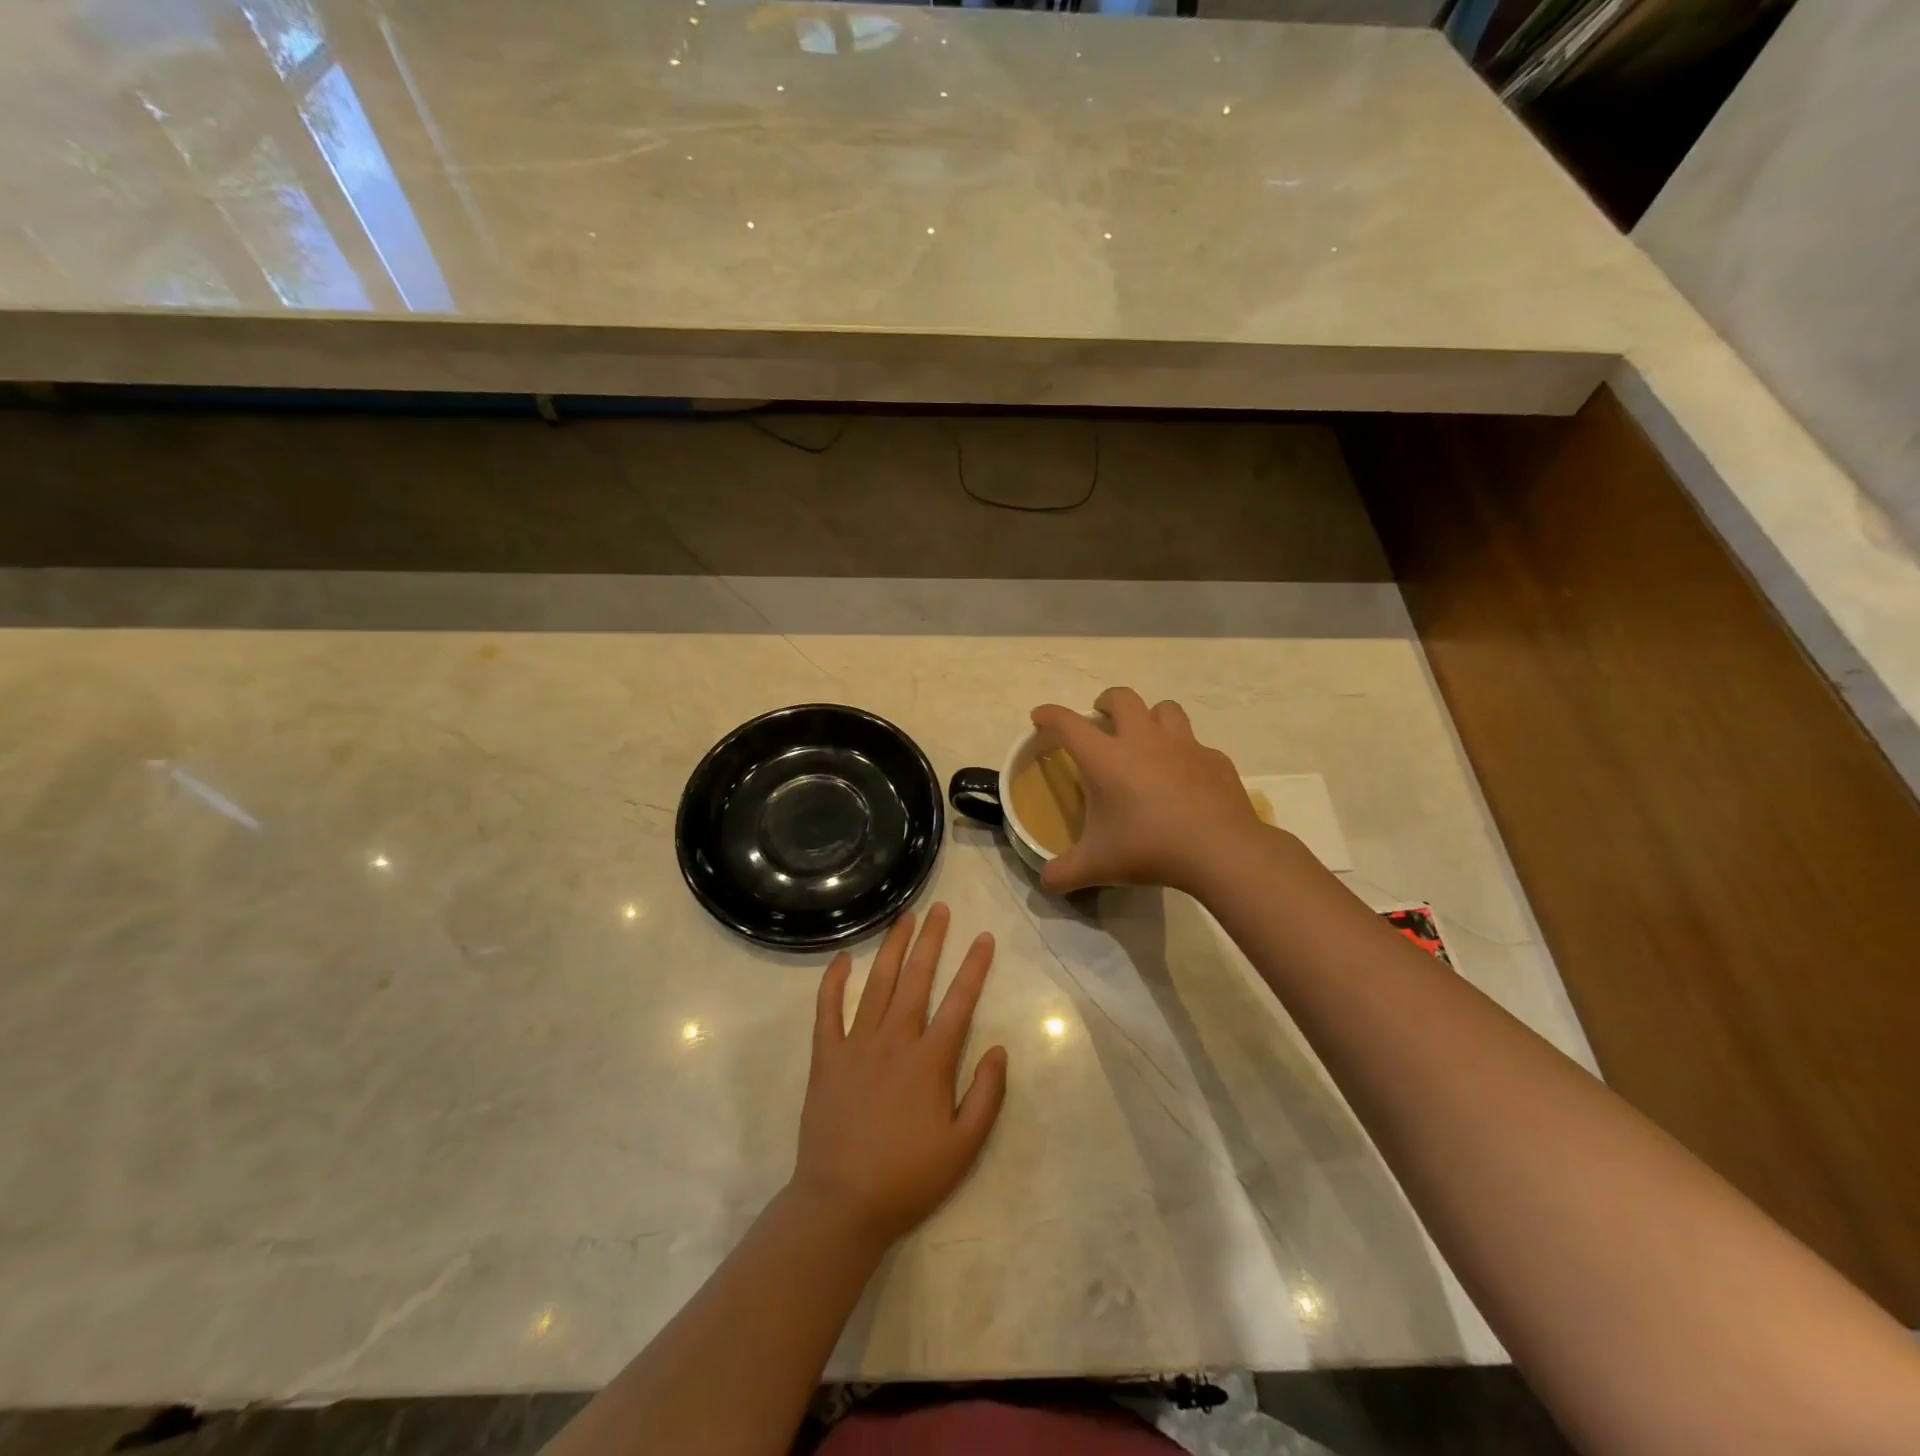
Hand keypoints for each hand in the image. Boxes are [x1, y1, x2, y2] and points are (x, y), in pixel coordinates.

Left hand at [790, 904, 1008, 1248]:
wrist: (842, 1203)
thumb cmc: (908, 1177)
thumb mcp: (964, 1147)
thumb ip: (987, 1095)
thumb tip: (999, 1049)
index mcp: (930, 1060)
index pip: (959, 1001)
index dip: (974, 967)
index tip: (984, 937)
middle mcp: (895, 1040)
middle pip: (917, 979)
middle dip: (932, 940)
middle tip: (941, 908)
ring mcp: (856, 1044)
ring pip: (878, 984)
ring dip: (893, 947)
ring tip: (905, 917)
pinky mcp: (826, 1056)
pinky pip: (828, 1009)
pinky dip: (834, 981)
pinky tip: (843, 958)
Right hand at [1031, 686, 1263, 895]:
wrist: (1220, 850)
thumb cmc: (1149, 849)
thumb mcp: (1098, 866)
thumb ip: (1065, 872)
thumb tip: (1046, 882)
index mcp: (1106, 758)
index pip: (1067, 723)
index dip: (1049, 715)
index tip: (1040, 717)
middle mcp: (1143, 740)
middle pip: (1121, 698)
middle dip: (1106, 701)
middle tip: (1101, 719)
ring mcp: (1183, 746)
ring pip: (1165, 709)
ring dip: (1151, 717)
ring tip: (1146, 739)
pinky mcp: (1214, 760)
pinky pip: (1196, 745)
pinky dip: (1186, 754)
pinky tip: (1186, 779)